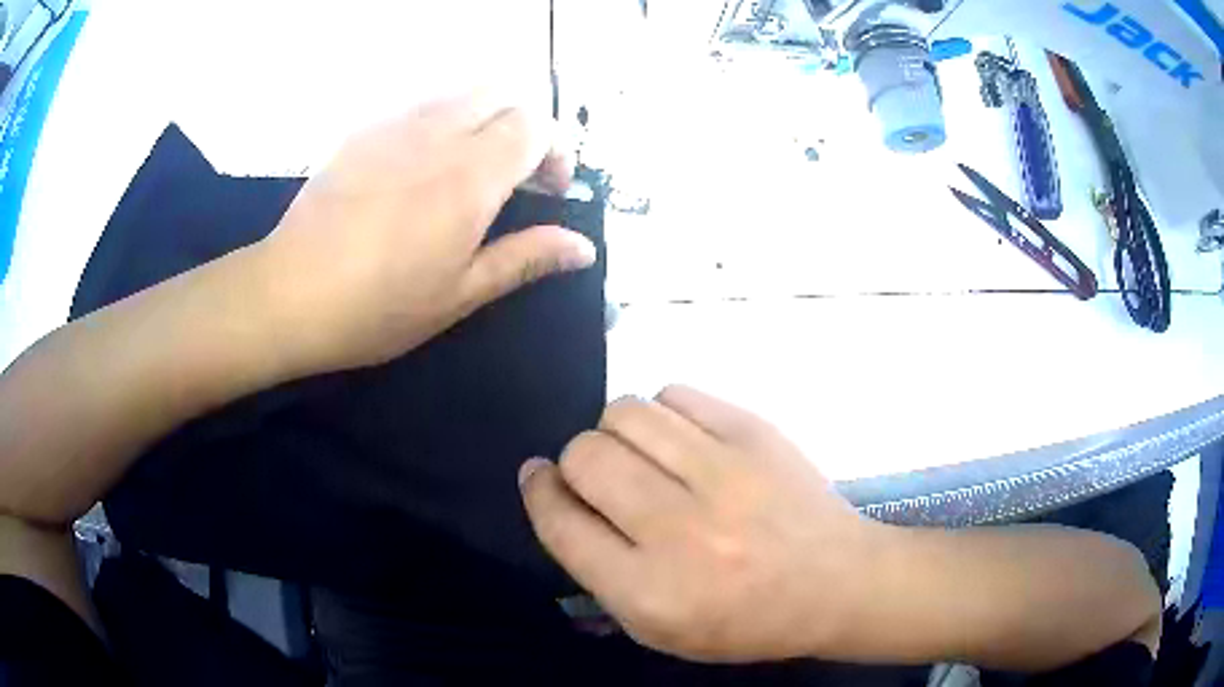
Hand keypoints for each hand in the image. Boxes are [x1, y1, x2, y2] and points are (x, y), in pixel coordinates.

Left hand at [254, 95, 595, 373]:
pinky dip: (440, 122)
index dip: (554, 152)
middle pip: (503, 92)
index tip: (548, 191)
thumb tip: (584, 247)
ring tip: (467, 168)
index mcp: (470, 176)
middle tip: (513, 173)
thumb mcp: (460, 294)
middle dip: (522, 123)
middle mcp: (438, 134)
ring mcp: (394, 125)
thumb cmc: (378, 307)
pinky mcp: (362, 130)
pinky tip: (418, 167)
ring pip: (460, 92)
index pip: (536, 125)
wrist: (289, 294)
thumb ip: (526, 259)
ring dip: (482, 118)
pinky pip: (418, 105)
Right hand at [519, 386, 889, 662]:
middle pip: (586, 456)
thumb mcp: (659, 629)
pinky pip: (675, 394)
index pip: (561, 522)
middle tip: (600, 476)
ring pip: (625, 413)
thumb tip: (560, 499)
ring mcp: (722, 473)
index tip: (538, 478)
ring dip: (615, 431)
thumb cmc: (744, 619)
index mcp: (650, 591)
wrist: (836, 583)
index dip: (539, 492)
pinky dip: (664, 413)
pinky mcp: (754, 433)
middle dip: (576, 462)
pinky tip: (683, 439)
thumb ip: (599, 574)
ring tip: (641, 454)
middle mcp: (680, 529)